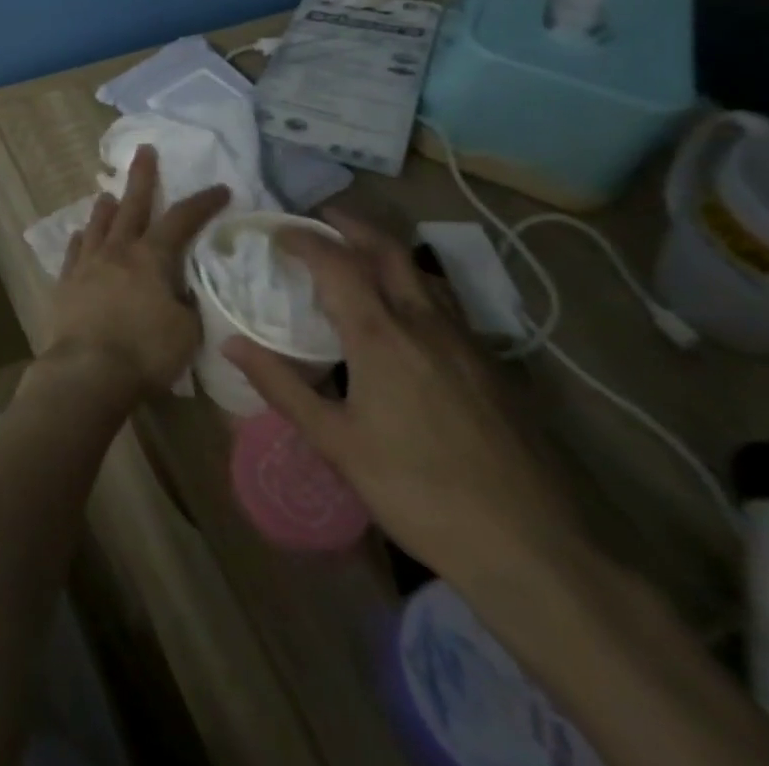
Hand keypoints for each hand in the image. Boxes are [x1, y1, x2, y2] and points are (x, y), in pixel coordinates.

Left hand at [43, 145, 226, 398]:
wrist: (87, 370)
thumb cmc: (145, 352)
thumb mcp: (186, 331)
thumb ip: (186, 303)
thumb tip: (181, 290)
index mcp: (151, 258)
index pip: (182, 220)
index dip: (202, 203)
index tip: (220, 188)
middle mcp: (117, 251)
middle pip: (131, 206)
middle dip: (142, 177)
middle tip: (144, 151)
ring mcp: (87, 264)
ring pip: (98, 225)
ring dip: (106, 207)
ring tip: (108, 194)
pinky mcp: (66, 282)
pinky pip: (75, 252)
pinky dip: (82, 239)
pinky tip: (81, 235)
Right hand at [223, 212, 589, 593]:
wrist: (536, 550)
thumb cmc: (419, 492)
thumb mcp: (336, 443)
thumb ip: (282, 386)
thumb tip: (231, 343)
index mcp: (381, 336)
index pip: (336, 263)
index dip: (303, 239)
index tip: (276, 232)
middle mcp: (425, 325)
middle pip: (388, 251)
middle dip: (351, 225)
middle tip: (320, 218)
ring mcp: (467, 345)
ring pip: (423, 275)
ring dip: (385, 253)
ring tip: (358, 257)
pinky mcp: (495, 369)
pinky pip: (446, 306)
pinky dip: (414, 287)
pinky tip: (406, 317)